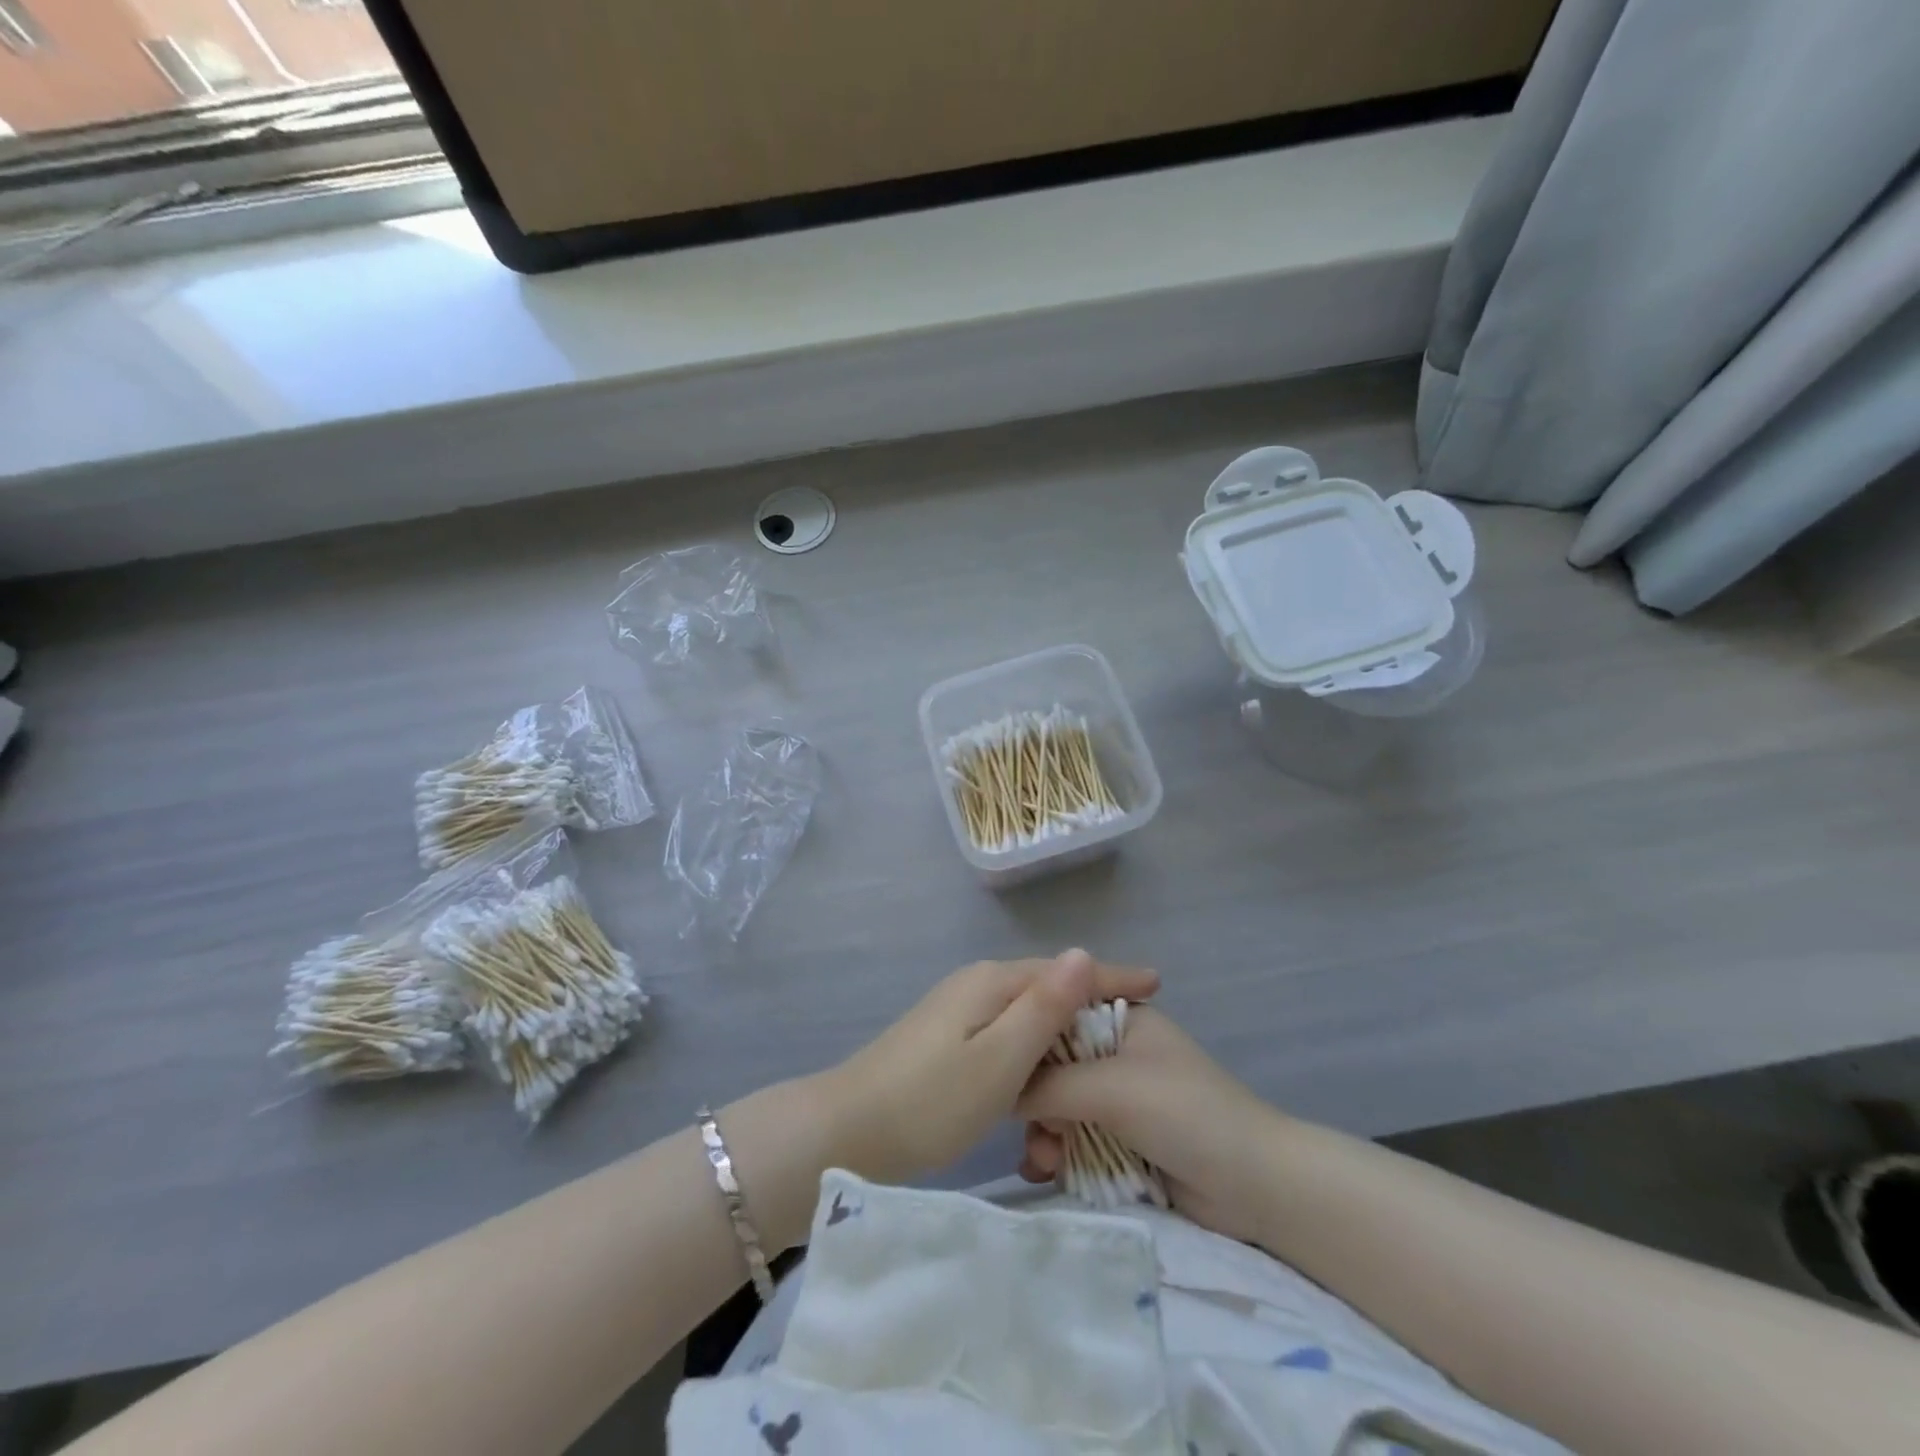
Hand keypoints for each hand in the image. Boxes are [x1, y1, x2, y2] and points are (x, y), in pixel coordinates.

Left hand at [821, 950, 1158, 1185]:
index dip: (1112, 976)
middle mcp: (976, 983)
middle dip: (1091, 997)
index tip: (1158, 984)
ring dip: (1063, 1022)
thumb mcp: (999, 1058)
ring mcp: (957, 1008)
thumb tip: (1083, 953)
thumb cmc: (930, 1099)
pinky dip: (1035, 1041)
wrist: (848, 1129)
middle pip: (1046, 984)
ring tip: (1104, 1044)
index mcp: (992, 982)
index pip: (1065, 969)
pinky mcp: (947, 1036)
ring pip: (1025, 1008)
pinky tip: (1047, 1064)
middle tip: (1138, 1019)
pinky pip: (1006, 1028)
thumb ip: (1043, 1008)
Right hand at [1019, 1006, 1277, 1243]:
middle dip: (1035, 1100)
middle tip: (1030, 1130)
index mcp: (1120, 1020)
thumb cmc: (1183, 1112)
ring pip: (1060, 1108)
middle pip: (1053, 1067)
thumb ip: (1049, 1084)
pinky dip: (1059, 1154)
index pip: (1057, 1017)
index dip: (1026, 1041)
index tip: (1000, 1069)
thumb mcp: (1110, 1088)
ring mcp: (1120, 1099)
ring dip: (1045, 1134)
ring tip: (1043, 1163)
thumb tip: (997, 1088)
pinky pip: (1075, 1140)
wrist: (1254, 1185)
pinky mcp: (1123, 1141)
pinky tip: (1046, 1172)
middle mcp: (1115, 1054)